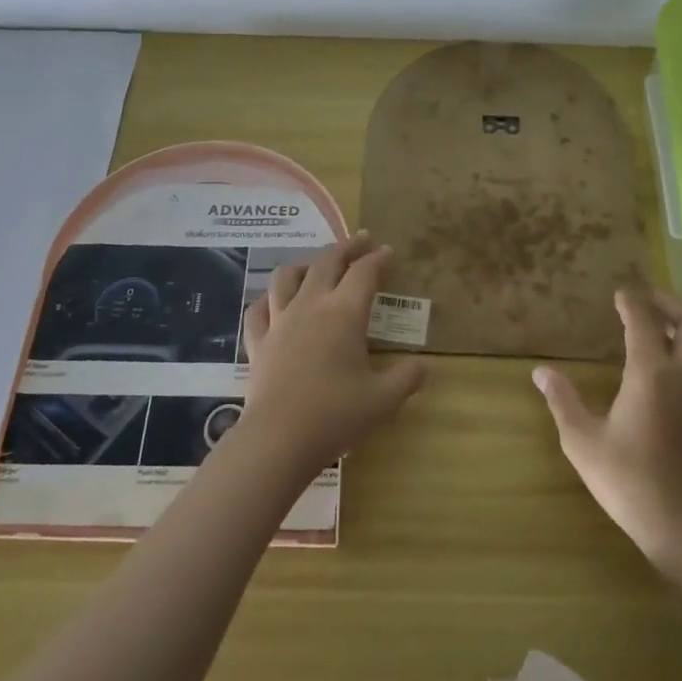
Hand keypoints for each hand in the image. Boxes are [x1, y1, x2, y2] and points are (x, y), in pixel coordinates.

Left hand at [238, 233, 426, 478]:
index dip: (378, 259)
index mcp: (344, 313)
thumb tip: (422, 365)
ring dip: (305, 264)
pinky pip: (259, 309)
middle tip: (362, 240)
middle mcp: (311, 306)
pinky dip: (268, 299)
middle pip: (327, 262)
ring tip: (315, 265)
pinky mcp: (258, 342)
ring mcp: (280, 321)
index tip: (388, 252)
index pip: (364, 272)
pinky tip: (274, 302)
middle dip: (347, 247)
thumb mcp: (384, 400)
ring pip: (287, 276)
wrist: (279, 439)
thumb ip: (407, 378)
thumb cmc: (336, 415)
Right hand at [533, 288, 681, 567]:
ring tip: (669, 329)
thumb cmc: (628, 481)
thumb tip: (541, 371)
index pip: (645, 321)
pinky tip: (678, 370)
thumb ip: (562, 400)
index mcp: (652, 374)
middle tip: (648, 303)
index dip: (632, 301)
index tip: (621, 292)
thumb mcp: (582, 441)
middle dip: (671, 304)